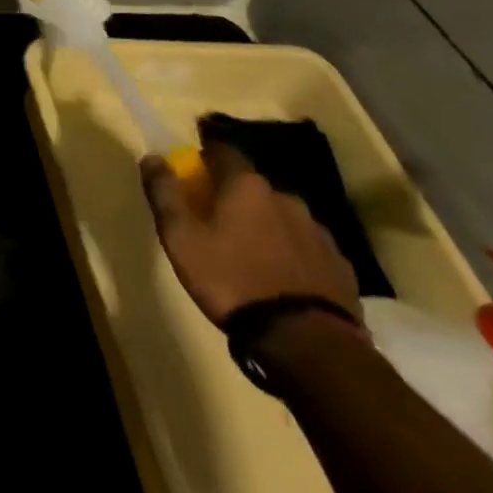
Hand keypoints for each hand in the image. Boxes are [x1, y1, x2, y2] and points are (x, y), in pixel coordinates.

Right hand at [140, 140, 359, 326]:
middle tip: (217, 222)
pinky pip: (306, 248)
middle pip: (252, 186)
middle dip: (234, 197)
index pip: (222, 151)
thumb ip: (164, 193)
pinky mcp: (340, 266)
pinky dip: (291, 253)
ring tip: (250, 255)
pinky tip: (281, 278)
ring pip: (282, 217)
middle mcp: (286, 198)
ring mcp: (319, 233)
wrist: (304, 342)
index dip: (205, 158)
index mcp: (246, 186)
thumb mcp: (180, 237)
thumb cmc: (230, 279)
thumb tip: (152, 158)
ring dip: (265, 225)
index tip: (193, 174)